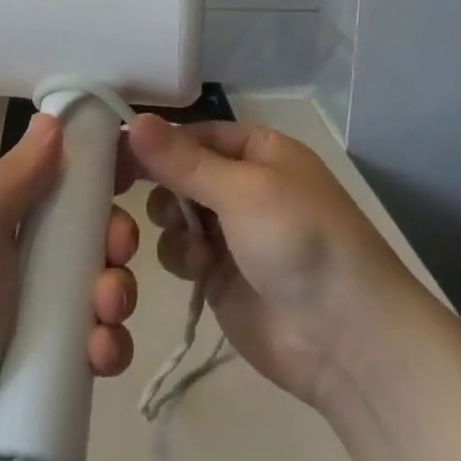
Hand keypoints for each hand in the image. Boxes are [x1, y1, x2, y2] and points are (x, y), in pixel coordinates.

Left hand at [0, 113, 140, 460]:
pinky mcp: (59, 368)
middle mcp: (30, 259)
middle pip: (96, 234)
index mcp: (7, 218)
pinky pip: (103, 345)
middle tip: (115, 251)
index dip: (100, 174)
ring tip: (102, 316)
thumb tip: (53, 118)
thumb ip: (15, 176)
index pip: (64, 181)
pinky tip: (97, 357)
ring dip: (117, 295)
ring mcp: (46, 315)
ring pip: (107, 289)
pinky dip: (110, 346)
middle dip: (116, 238)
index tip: (134, 170)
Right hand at [123, 115, 418, 410]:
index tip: (114, 152)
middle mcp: (242, 185)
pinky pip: (181, 251)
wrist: (345, 340)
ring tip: (191, 242)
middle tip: (131, 194)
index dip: (156, 141)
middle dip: (161, 185)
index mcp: (257, 151)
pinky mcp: (219, 275)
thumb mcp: (243, 190)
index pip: (193, 133)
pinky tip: (200, 270)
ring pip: (174, 212)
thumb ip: (182, 160)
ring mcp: (231, 232)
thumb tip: (132, 120)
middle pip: (179, 172)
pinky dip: (182, 256)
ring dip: (172, 224)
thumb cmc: (300, 241)